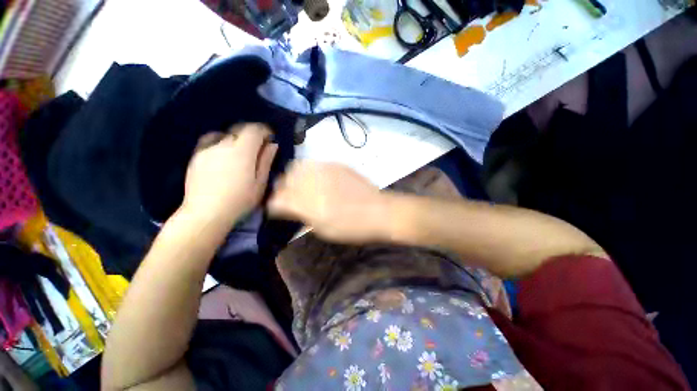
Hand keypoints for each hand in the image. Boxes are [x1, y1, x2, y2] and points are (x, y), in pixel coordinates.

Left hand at [182, 123, 277, 226]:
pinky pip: (210, 141)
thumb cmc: (240, 200)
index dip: (264, 130)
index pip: (254, 129)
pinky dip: (220, 142)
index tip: (270, 138)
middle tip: (259, 145)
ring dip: (236, 138)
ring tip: (240, 151)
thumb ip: (266, 161)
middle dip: (251, 133)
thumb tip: (272, 145)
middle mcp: (223, 144)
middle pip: (239, 129)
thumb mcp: (260, 183)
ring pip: (224, 134)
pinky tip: (222, 153)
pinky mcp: (195, 155)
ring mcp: (207, 149)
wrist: (206, 213)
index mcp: (242, 151)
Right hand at [269, 161, 389, 242]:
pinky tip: (316, 178)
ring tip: (301, 185)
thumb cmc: (352, 228)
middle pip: (284, 180)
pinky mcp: (335, 164)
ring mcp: (324, 171)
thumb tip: (289, 209)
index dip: (273, 204)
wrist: (379, 211)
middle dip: (281, 188)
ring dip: (294, 177)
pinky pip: (313, 163)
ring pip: (297, 167)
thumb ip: (303, 217)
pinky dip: (308, 170)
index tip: (276, 208)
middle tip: (288, 196)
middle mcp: (313, 184)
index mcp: (309, 206)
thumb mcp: (324, 230)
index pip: (277, 200)